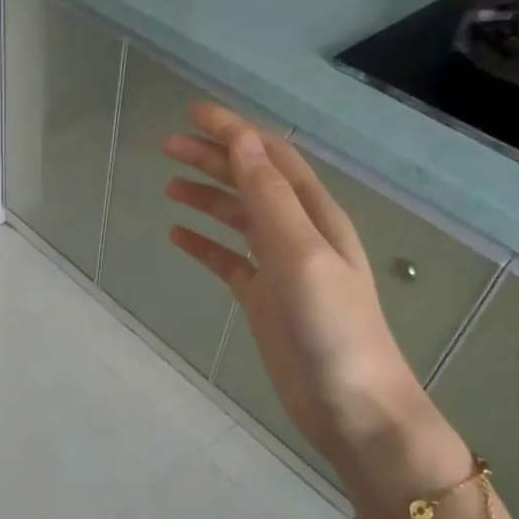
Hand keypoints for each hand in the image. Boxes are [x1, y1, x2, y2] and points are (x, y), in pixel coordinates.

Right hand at [162, 103, 437, 471]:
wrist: (351, 406)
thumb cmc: (332, 328)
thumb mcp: (301, 256)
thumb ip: (271, 199)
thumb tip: (243, 143)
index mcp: (315, 215)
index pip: (271, 158)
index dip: (235, 131)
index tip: (193, 112)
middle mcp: (298, 233)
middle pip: (250, 182)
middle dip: (213, 158)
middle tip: (167, 144)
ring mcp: (280, 268)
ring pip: (237, 218)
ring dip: (206, 196)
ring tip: (168, 183)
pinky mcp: (263, 299)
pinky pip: (228, 260)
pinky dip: (204, 244)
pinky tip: (178, 237)